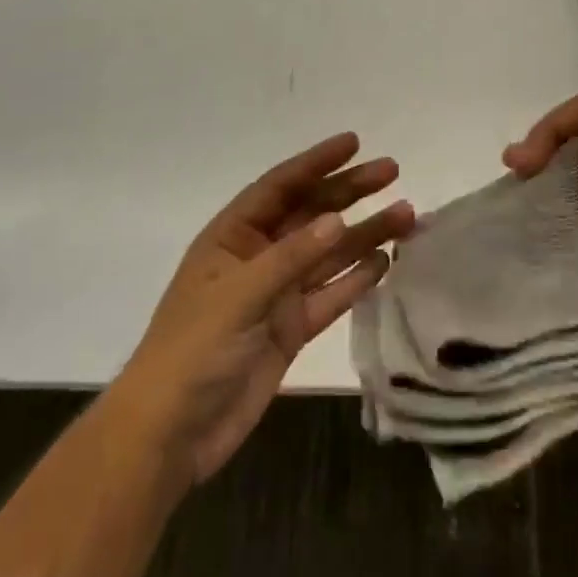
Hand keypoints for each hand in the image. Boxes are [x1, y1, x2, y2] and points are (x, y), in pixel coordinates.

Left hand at [113, 134, 413, 488]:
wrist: (172, 434)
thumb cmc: (193, 350)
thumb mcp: (239, 296)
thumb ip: (291, 258)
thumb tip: (337, 220)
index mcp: (232, 237)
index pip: (279, 186)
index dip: (316, 162)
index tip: (354, 142)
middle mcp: (258, 257)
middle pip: (310, 214)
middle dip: (349, 192)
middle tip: (392, 171)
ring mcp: (276, 293)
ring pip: (328, 253)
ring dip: (364, 233)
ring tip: (406, 215)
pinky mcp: (291, 328)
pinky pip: (330, 294)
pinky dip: (356, 278)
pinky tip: (385, 261)